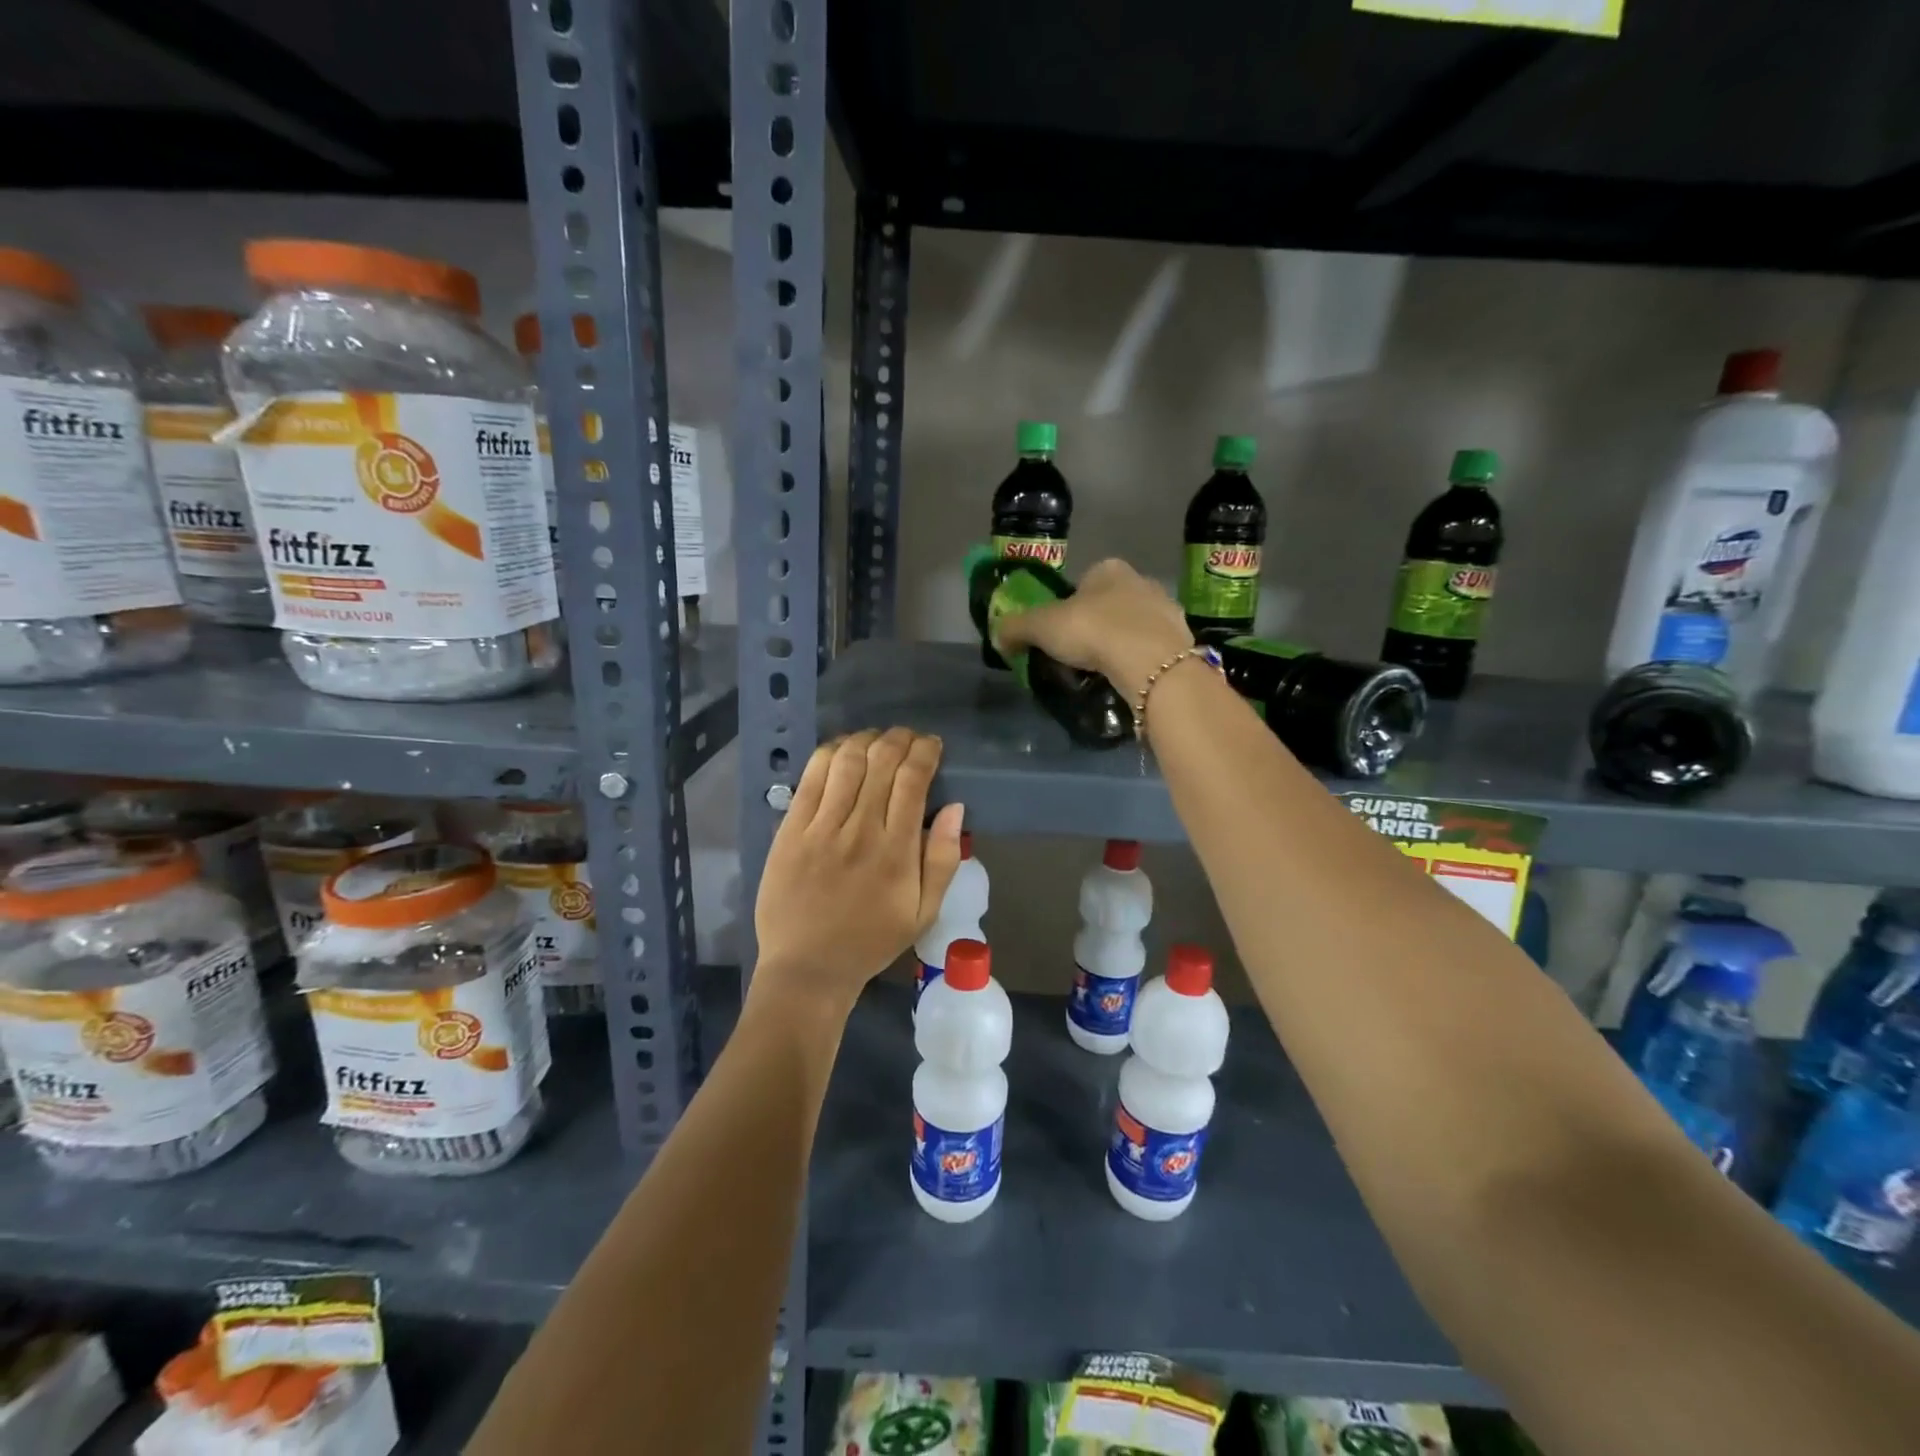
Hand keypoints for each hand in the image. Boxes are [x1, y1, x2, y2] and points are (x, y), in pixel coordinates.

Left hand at [751, 728, 965, 1017]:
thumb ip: (944, 859)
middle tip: (908, 737)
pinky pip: (811, 778)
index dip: (925, 752)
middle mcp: (860, 830)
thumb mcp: (924, 912)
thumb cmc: (871, 941)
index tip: (932, 745)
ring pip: (846, 761)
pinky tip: (841, 749)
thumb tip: (956, 808)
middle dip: (900, 738)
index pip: (913, 780)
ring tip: (876, 739)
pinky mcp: (790, 830)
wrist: (808, 967)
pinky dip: (829, 754)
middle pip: (881, 761)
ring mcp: (821, 828)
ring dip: (866, 739)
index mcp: (897, 851)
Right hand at [992, 558, 1192, 700]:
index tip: (1058, 635)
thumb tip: (996, 636)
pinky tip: (1127, 679)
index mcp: (1107, 569)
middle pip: (1108, 604)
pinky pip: (1150, 649)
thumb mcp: (1041, 627)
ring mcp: (1165, 609)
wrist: (1151, 662)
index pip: (1082, 583)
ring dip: (1118, 644)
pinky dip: (1138, 661)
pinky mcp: (1179, 639)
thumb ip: (1016, 628)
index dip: (1067, 607)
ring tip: (1102, 673)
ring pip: (1132, 626)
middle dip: (1094, 626)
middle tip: (1078, 657)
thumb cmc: (1093, 631)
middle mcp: (1140, 581)